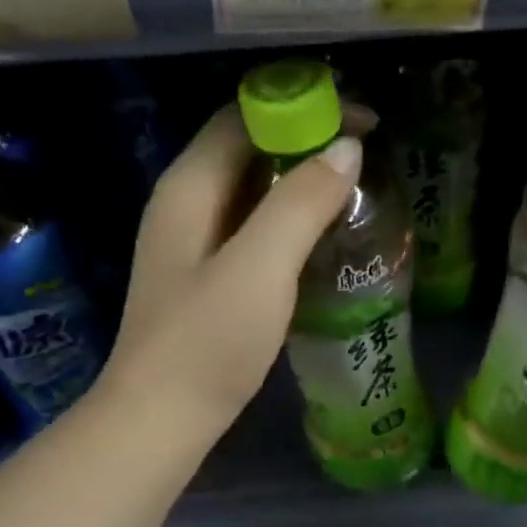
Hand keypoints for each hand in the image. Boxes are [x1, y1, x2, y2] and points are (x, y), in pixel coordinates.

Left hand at [104, 102, 366, 435]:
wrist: (160, 420)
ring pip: (251, 190)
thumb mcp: (260, 268)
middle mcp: (185, 204)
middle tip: (366, 157)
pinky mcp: (206, 277)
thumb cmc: (207, 343)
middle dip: (305, 141)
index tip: (363, 122)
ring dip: (299, 182)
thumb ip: (300, 203)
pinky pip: (252, 227)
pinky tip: (320, 239)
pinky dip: (288, 219)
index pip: (244, 115)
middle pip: (247, 148)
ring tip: (354, 191)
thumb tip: (346, 147)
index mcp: (189, 187)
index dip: (302, 106)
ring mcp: (192, 243)